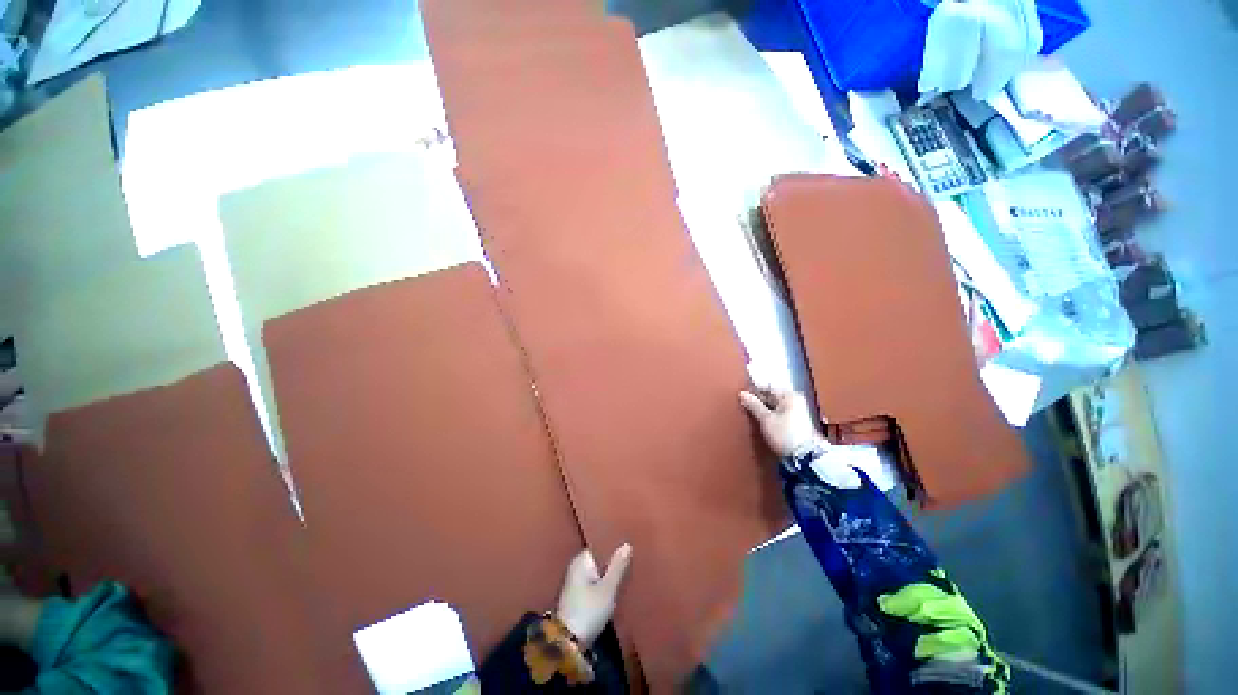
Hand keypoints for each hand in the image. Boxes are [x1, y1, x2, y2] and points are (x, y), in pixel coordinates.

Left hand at [556, 544, 631, 647]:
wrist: (568, 643)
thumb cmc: (588, 611)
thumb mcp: (607, 589)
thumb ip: (617, 566)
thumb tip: (627, 544)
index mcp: (582, 560)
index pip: (601, 544)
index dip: (615, 544)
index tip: (630, 543)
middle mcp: (577, 566)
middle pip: (600, 558)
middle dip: (614, 559)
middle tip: (634, 557)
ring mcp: (577, 581)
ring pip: (599, 571)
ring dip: (611, 572)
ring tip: (629, 569)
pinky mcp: (579, 595)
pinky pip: (596, 581)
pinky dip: (606, 582)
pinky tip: (618, 584)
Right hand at [739, 387, 824, 457]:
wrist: (804, 457)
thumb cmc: (785, 434)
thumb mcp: (766, 419)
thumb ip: (754, 405)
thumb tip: (742, 394)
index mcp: (790, 396)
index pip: (768, 386)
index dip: (754, 388)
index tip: (741, 391)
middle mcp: (794, 400)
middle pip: (771, 395)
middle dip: (757, 398)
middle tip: (743, 401)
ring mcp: (795, 411)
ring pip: (773, 405)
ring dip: (762, 407)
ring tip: (748, 410)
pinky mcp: (793, 421)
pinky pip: (777, 412)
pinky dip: (768, 414)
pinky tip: (759, 418)